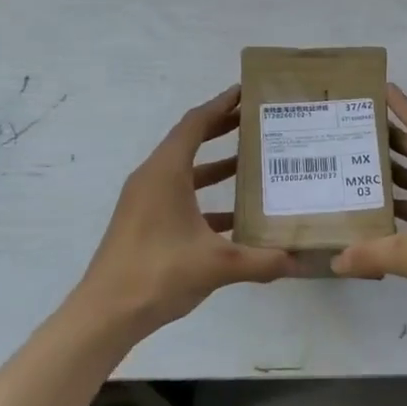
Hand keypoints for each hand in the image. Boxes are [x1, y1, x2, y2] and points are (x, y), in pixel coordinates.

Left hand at [75, 87, 294, 336]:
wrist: (105, 313)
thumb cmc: (159, 273)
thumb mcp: (217, 264)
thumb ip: (262, 261)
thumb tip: (301, 261)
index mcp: (166, 172)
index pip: (195, 124)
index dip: (221, 105)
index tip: (246, 92)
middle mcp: (153, 178)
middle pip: (189, 141)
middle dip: (221, 128)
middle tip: (256, 121)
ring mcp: (145, 201)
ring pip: (184, 171)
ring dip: (215, 164)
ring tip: (251, 161)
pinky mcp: (143, 222)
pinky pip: (178, 196)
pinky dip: (205, 196)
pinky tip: (235, 214)